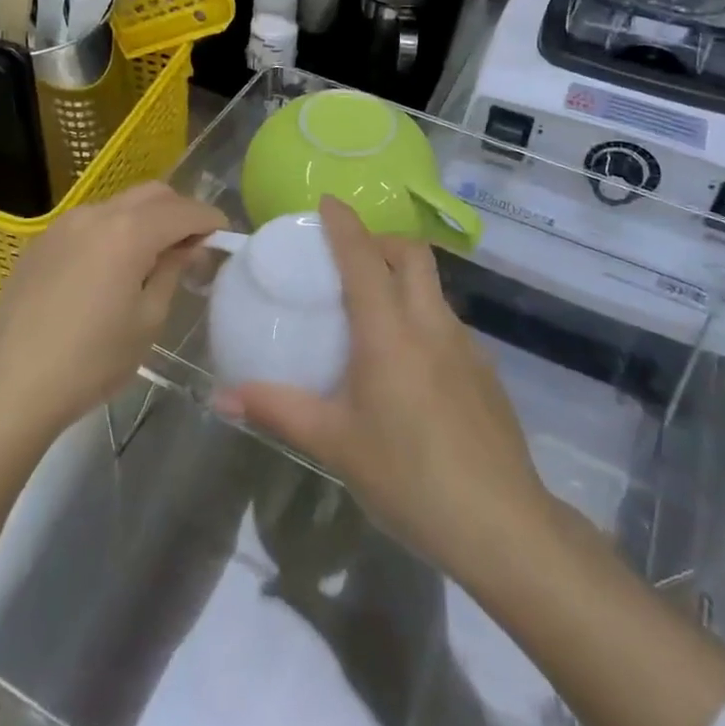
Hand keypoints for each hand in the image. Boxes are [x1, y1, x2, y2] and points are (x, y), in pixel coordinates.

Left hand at [0, 183, 224, 442]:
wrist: (10, 388)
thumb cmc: (91, 360)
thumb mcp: (148, 320)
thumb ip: (171, 271)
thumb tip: (187, 247)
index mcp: (129, 231)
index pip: (183, 210)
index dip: (210, 219)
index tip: (224, 234)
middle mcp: (96, 214)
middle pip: (152, 194)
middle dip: (179, 211)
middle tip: (193, 243)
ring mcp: (63, 225)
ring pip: (119, 204)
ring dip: (145, 218)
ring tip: (153, 255)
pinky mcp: (41, 243)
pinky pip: (90, 222)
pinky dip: (114, 230)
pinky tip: (111, 266)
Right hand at [216, 197, 549, 579]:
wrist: (502, 524)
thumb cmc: (409, 476)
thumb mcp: (336, 444)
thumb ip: (279, 411)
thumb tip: (222, 397)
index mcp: (389, 330)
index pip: (363, 256)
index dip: (344, 223)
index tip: (327, 201)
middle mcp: (430, 322)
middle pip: (411, 254)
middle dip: (381, 241)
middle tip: (349, 259)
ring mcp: (465, 344)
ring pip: (433, 287)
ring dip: (403, 279)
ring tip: (373, 314)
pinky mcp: (485, 369)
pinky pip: (447, 322)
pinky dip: (422, 317)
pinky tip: (409, 366)